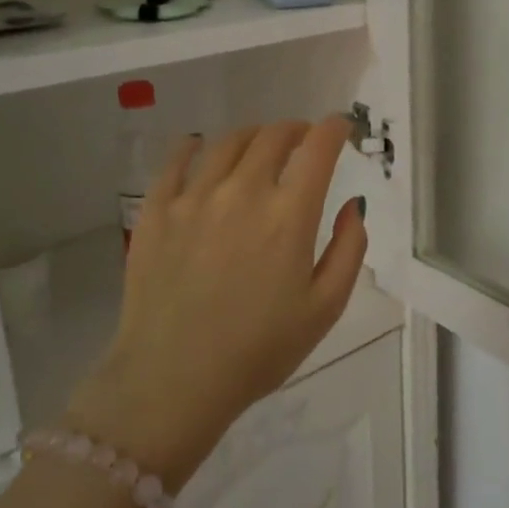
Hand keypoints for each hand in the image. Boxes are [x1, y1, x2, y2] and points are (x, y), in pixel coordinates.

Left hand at [66, 117, 366, 486]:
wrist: (172, 381)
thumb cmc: (258, 350)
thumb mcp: (325, 309)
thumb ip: (349, 249)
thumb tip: (352, 205)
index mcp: (288, 215)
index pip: (317, 148)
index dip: (334, 128)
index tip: (341, 126)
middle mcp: (242, 192)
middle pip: (273, 136)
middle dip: (296, 130)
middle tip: (303, 140)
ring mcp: (193, 198)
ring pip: (228, 142)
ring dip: (253, 136)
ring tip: (259, 147)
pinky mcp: (156, 211)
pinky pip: (176, 161)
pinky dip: (194, 146)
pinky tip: (200, 148)